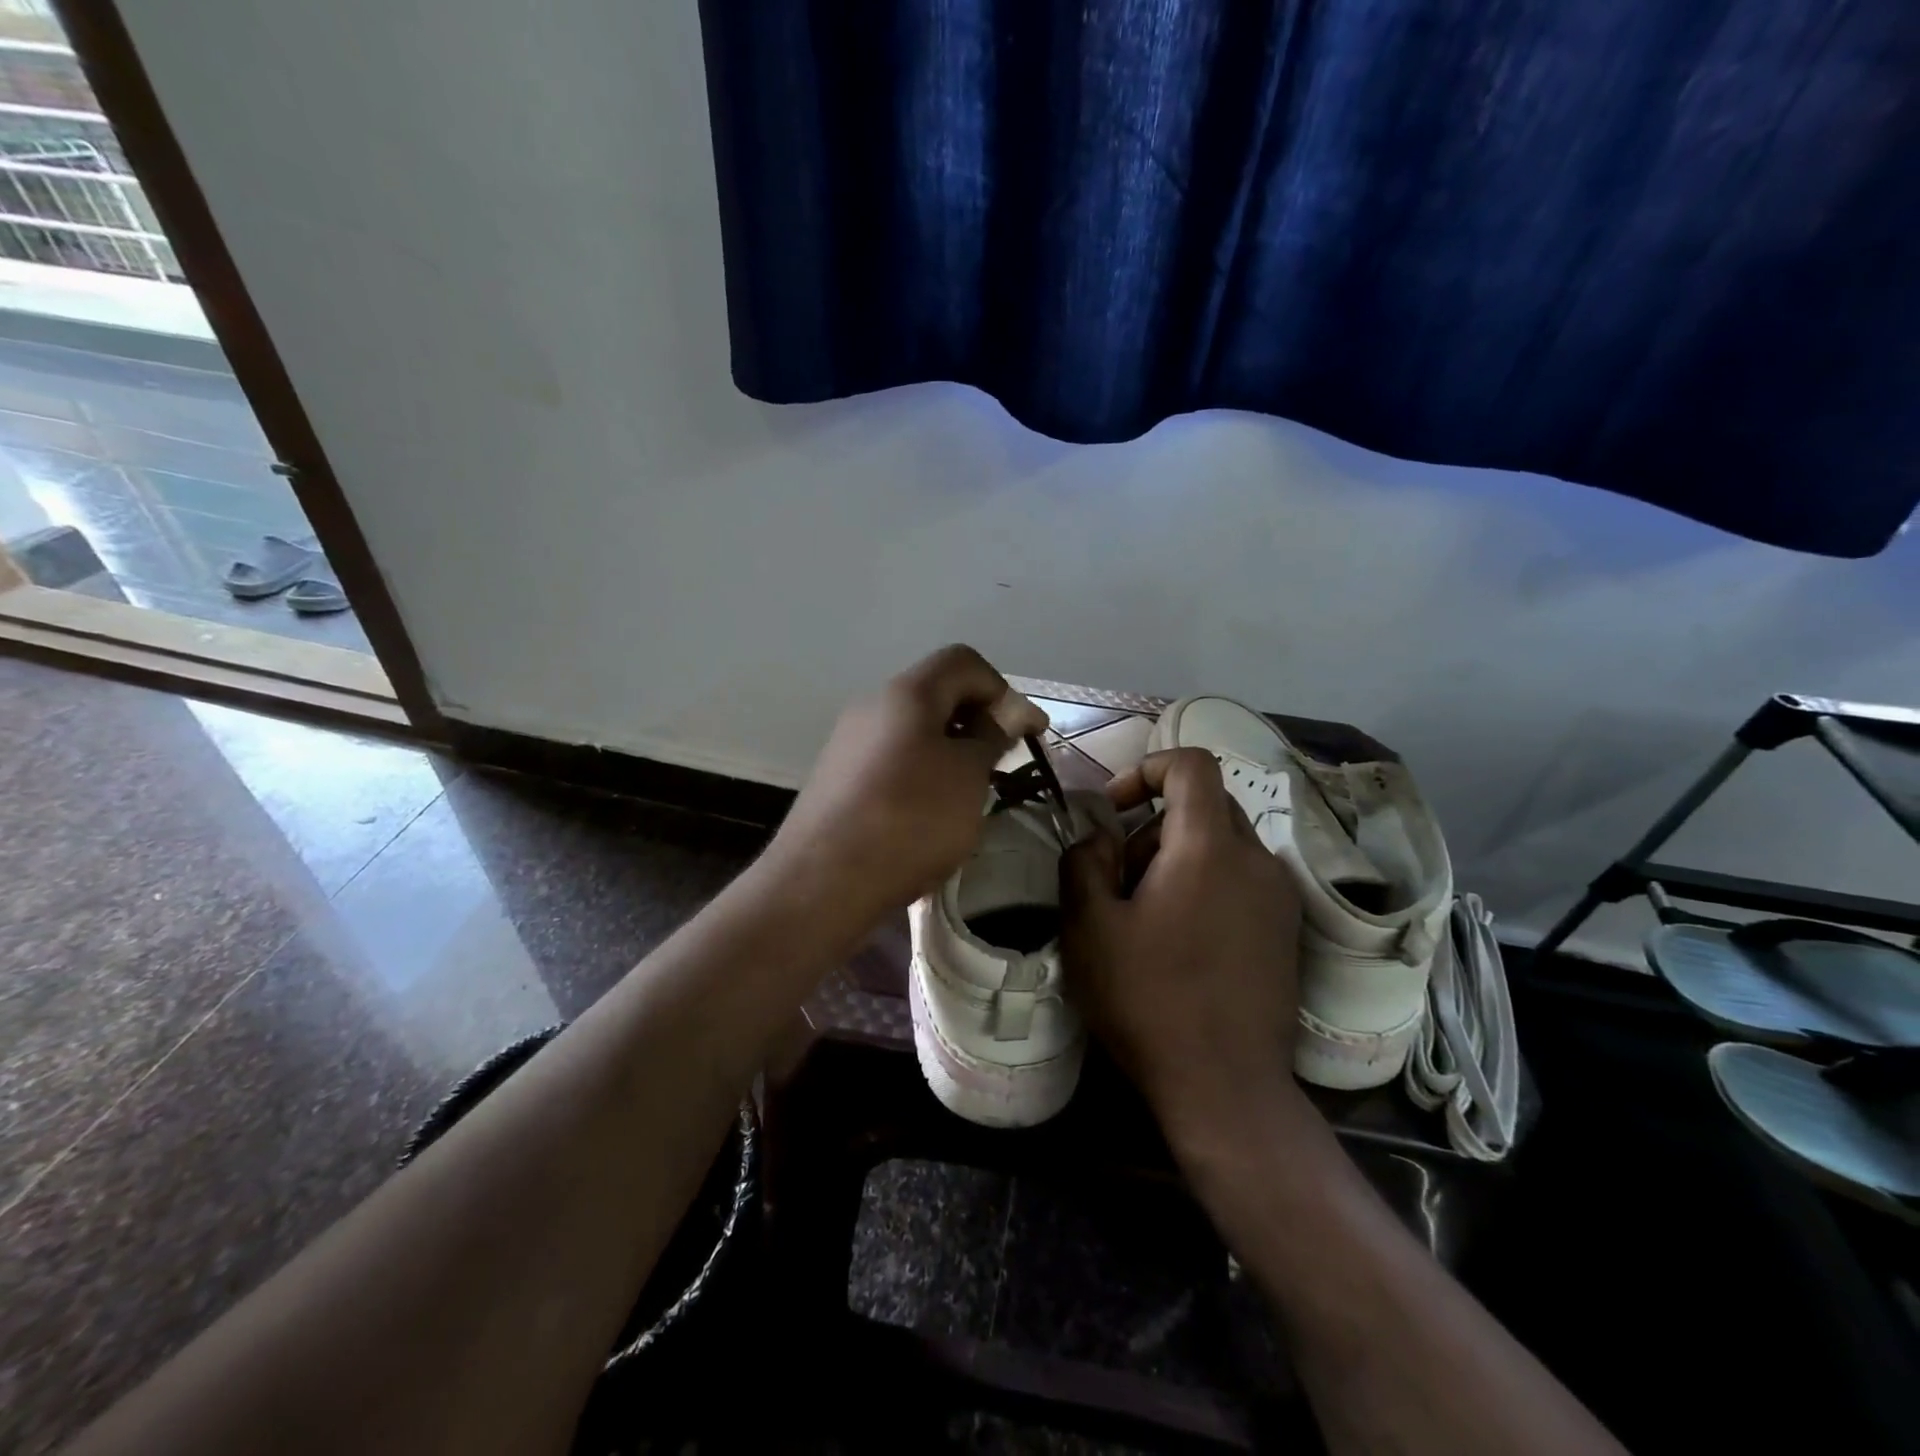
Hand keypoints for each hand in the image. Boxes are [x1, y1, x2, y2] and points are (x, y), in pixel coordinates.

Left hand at [764, 644, 1043, 929]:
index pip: (963, 662)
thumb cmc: (909, 819)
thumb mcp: (967, 777)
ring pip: (913, 730)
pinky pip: (890, 760)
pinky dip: (920, 773)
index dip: (1003, 690)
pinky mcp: (837, 779)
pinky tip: (926, 815)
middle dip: (976, 722)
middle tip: (1000, 763)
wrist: (822, 881)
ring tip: (967, 794)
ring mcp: (848, 743)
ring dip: (949, 751)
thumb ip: (991, 737)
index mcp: (906, 693)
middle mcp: (872, 706)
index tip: (1027, 733)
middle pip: (936, 694)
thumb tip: (1005, 713)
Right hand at [1061, 747, 1308, 1146]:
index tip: (1114, 808)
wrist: (1226, 1087)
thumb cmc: (1148, 999)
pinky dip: (1206, 884)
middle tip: (1119, 878)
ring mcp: (1279, 897)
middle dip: (1153, 825)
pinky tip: (1182, 940)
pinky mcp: (1286, 930)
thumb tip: (1101, 837)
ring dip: (1177, 858)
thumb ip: (1084, 861)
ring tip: (1146, 916)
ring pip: (1222, 844)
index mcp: (1209, 847)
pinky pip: (1241, 879)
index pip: (1192, 764)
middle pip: (1205, 805)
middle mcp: (1256, 859)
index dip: (1147, 769)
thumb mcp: (1089, 926)